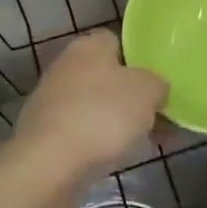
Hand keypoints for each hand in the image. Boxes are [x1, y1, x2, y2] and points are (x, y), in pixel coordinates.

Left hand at [6, 29, 167, 194]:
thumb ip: (158, 83)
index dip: (141, 59)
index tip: (160, 80)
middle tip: (161, 116)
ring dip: (120, 122)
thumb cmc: (103, 116)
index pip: (118, 41)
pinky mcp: (45, 135)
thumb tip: (156, 89)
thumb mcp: (148, 91)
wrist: (49, 165)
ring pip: (97, 106)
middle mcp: (66, 66)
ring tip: (148, 142)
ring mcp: (52, 102)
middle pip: (108, 76)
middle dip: (133, 96)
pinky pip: (84, 132)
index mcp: (88, 46)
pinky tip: (120, 158)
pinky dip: (101, 142)